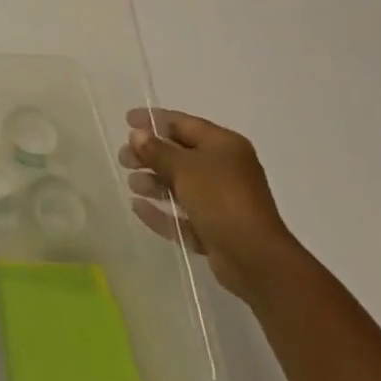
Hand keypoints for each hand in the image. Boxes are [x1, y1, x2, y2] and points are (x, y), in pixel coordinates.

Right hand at [122, 109, 303, 300]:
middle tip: (124, 158)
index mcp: (223, 145)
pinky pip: (183, 215)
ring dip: (154, 183)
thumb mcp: (184, 168)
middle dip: (150, 155)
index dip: (153, 120)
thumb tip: (136, 135)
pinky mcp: (216, 229)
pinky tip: (138, 208)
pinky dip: (162, 211)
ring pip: (180, 186)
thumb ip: (157, 150)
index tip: (126, 120)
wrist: (256, 261)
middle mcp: (224, 169)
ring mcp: (221, 201)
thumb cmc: (221, 200)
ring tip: (132, 184)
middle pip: (179, 155)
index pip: (183, 123)